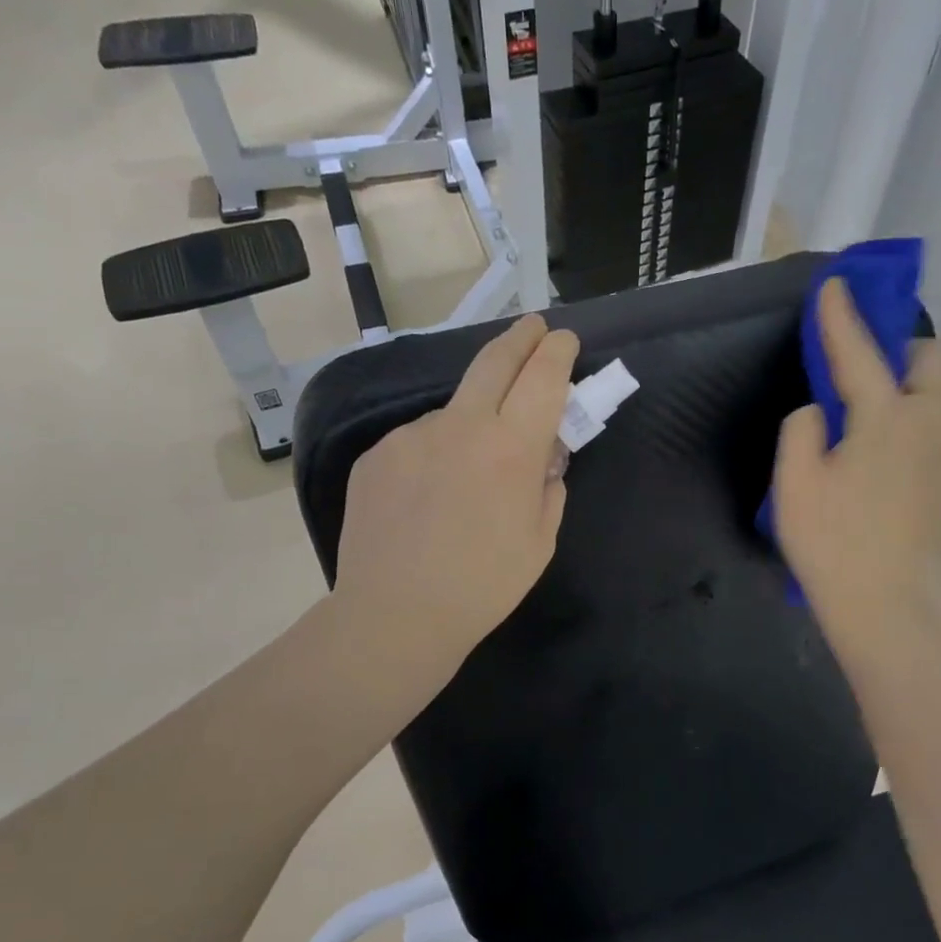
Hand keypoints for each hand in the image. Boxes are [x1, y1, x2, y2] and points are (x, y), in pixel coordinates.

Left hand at [334, 314, 578, 677]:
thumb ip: (549, 488)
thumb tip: (545, 458)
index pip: (542, 377)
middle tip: (533, 327)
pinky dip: (433, 456)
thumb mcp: (540, 541)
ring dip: (470, 425)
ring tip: (464, 480)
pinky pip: (417, 443)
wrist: (395, 614)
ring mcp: (411, 436)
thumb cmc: (483, 586)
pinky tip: (426, 499)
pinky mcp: (376, 454)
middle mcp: (460, 426)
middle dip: (520, 338)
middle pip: (493, 361)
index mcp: (510, 449)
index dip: (557, 352)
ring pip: (452, 413)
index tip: (564, 340)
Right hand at [773, 279, 940, 671]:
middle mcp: (927, 426)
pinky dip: (905, 420)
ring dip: (905, 386)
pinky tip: (871, 452)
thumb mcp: (794, 483)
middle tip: (863, 366)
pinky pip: (928, 429)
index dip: (842, 317)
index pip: (861, 353)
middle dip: (903, 348)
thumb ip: (803, 431)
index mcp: (886, 418)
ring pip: (935, 398)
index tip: (834, 284)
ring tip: (861, 413)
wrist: (885, 605)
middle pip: (934, 362)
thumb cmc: (832, 542)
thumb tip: (821, 414)